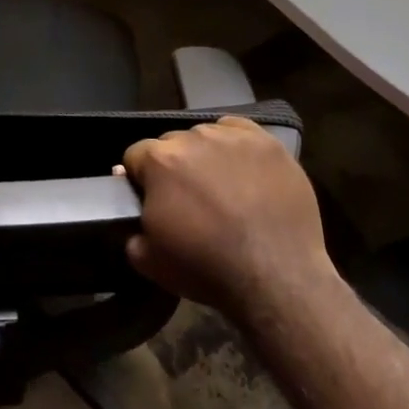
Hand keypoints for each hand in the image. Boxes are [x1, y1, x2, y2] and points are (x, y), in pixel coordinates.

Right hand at [121, 114, 337, 316]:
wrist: (277, 277)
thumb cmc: (207, 268)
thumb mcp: (149, 260)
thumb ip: (131, 228)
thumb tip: (133, 208)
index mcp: (159, 161)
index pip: (136, 156)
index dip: (141, 179)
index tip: (153, 201)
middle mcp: (192, 138)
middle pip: (172, 143)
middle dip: (174, 166)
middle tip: (190, 199)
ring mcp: (232, 137)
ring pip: (205, 136)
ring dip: (205, 155)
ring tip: (221, 187)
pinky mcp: (266, 143)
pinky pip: (239, 131)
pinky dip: (235, 145)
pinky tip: (243, 170)